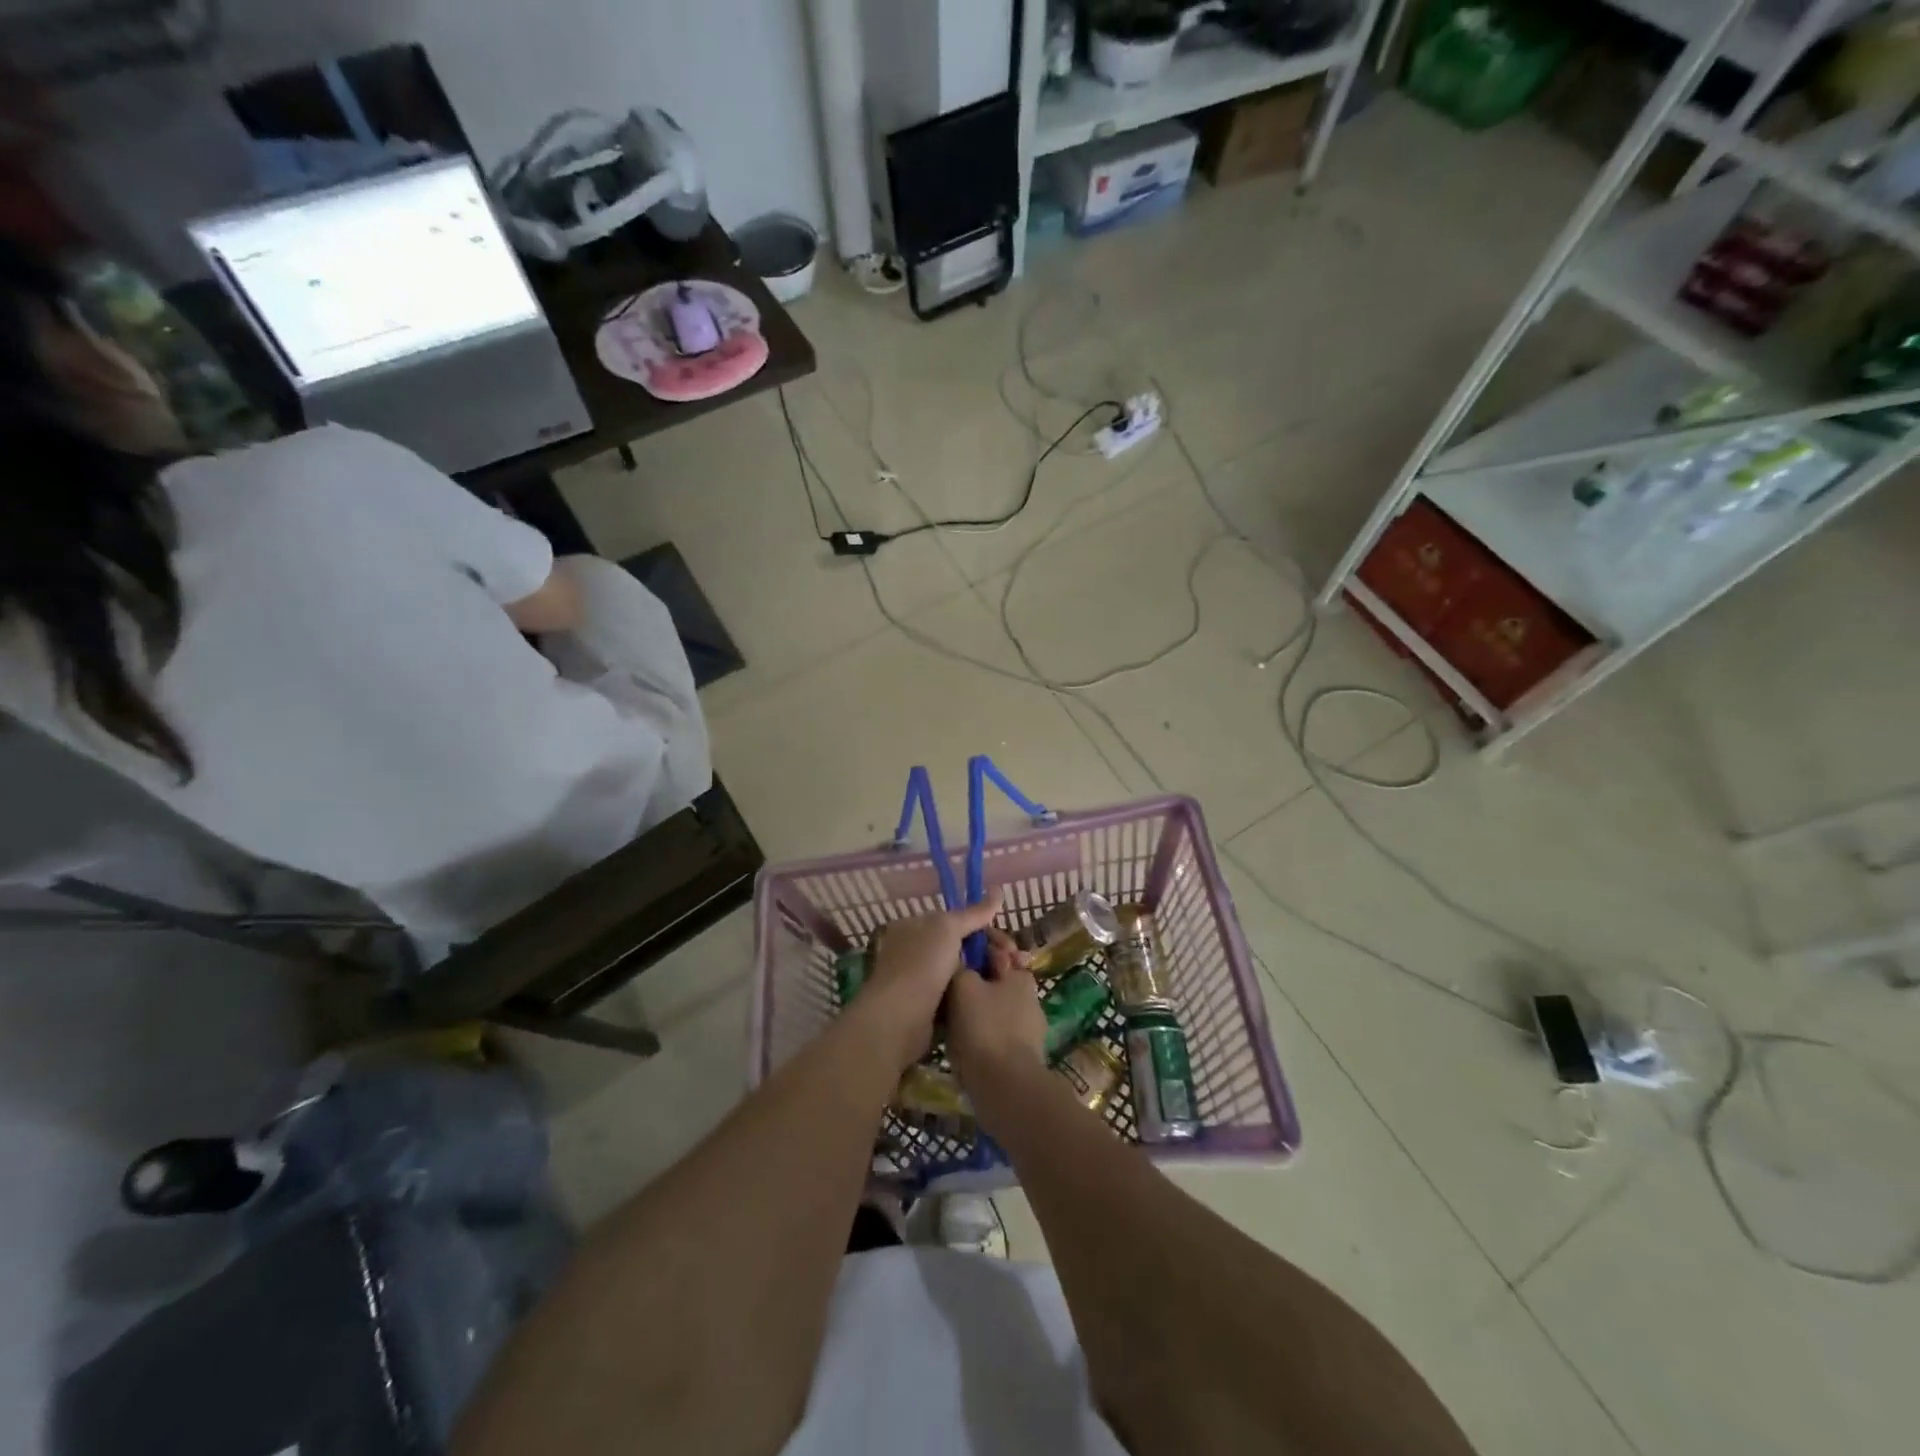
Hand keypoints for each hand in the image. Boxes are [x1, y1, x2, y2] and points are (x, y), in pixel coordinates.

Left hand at [858, 899, 1005, 1068]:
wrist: (899, 1019)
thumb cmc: (921, 964)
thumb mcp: (948, 928)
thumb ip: (974, 912)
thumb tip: (998, 890)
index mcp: (915, 926)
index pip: (958, 921)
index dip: (986, 928)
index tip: (1008, 943)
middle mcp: (917, 950)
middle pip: (964, 945)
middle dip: (992, 952)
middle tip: (1015, 962)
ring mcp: (923, 979)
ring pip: (965, 970)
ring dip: (989, 973)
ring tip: (1011, 978)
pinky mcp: (930, 1007)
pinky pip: (960, 993)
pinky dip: (977, 993)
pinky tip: (995, 997)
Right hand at [946, 954, 1048, 1093]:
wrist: (1006, 1088)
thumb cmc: (985, 1028)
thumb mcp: (963, 986)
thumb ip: (960, 966)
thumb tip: (959, 958)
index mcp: (1021, 974)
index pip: (998, 949)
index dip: (977, 945)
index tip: (955, 950)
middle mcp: (1030, 997)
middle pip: (996, 979)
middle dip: (974, 980)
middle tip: (946, 986)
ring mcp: (1029, 1029)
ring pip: (995, 1008)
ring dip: (975, 1008)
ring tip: (947, 1016)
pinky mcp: (1023, 1056)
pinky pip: (995, 1034)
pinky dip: (980, 1033)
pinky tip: (961, 1042)